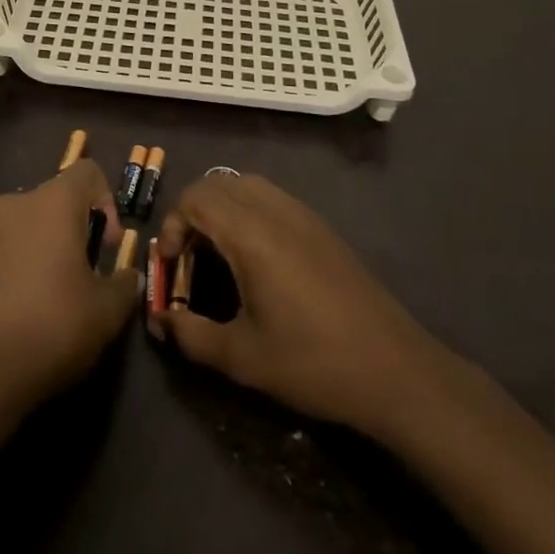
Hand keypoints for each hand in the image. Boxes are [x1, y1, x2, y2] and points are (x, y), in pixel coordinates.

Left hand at [0, 159, 141, 409]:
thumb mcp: (107, 311)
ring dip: (51, 245)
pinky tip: (32, 305)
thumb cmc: (53, 325)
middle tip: (90, 271)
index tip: (109, 245)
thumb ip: (125, 284)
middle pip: (58, 198)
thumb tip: (128, 276)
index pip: (87, 172)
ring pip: (31, 222)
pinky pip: (9, 246)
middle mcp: (17, 203)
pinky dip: (26, 262)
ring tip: (61, 291)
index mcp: (53, 202)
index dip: (108, 201)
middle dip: (79, 227)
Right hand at [151, 174, 455, 435]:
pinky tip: (255, 258)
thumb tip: (159, 321)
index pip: (196, 198)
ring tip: (217, 254)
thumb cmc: (313, 363)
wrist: (395, 370)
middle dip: (191, 212)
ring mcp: (303, 215)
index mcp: (252, 234)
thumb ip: (191, 335)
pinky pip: (272, 198)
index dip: (172, 224)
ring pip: (247, 185)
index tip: (170, 265)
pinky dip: (248, 211)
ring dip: (220, 208)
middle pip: (218, 184)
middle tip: (187, 257)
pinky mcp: (322, 228)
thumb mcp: (242, 357)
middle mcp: (276, 211)